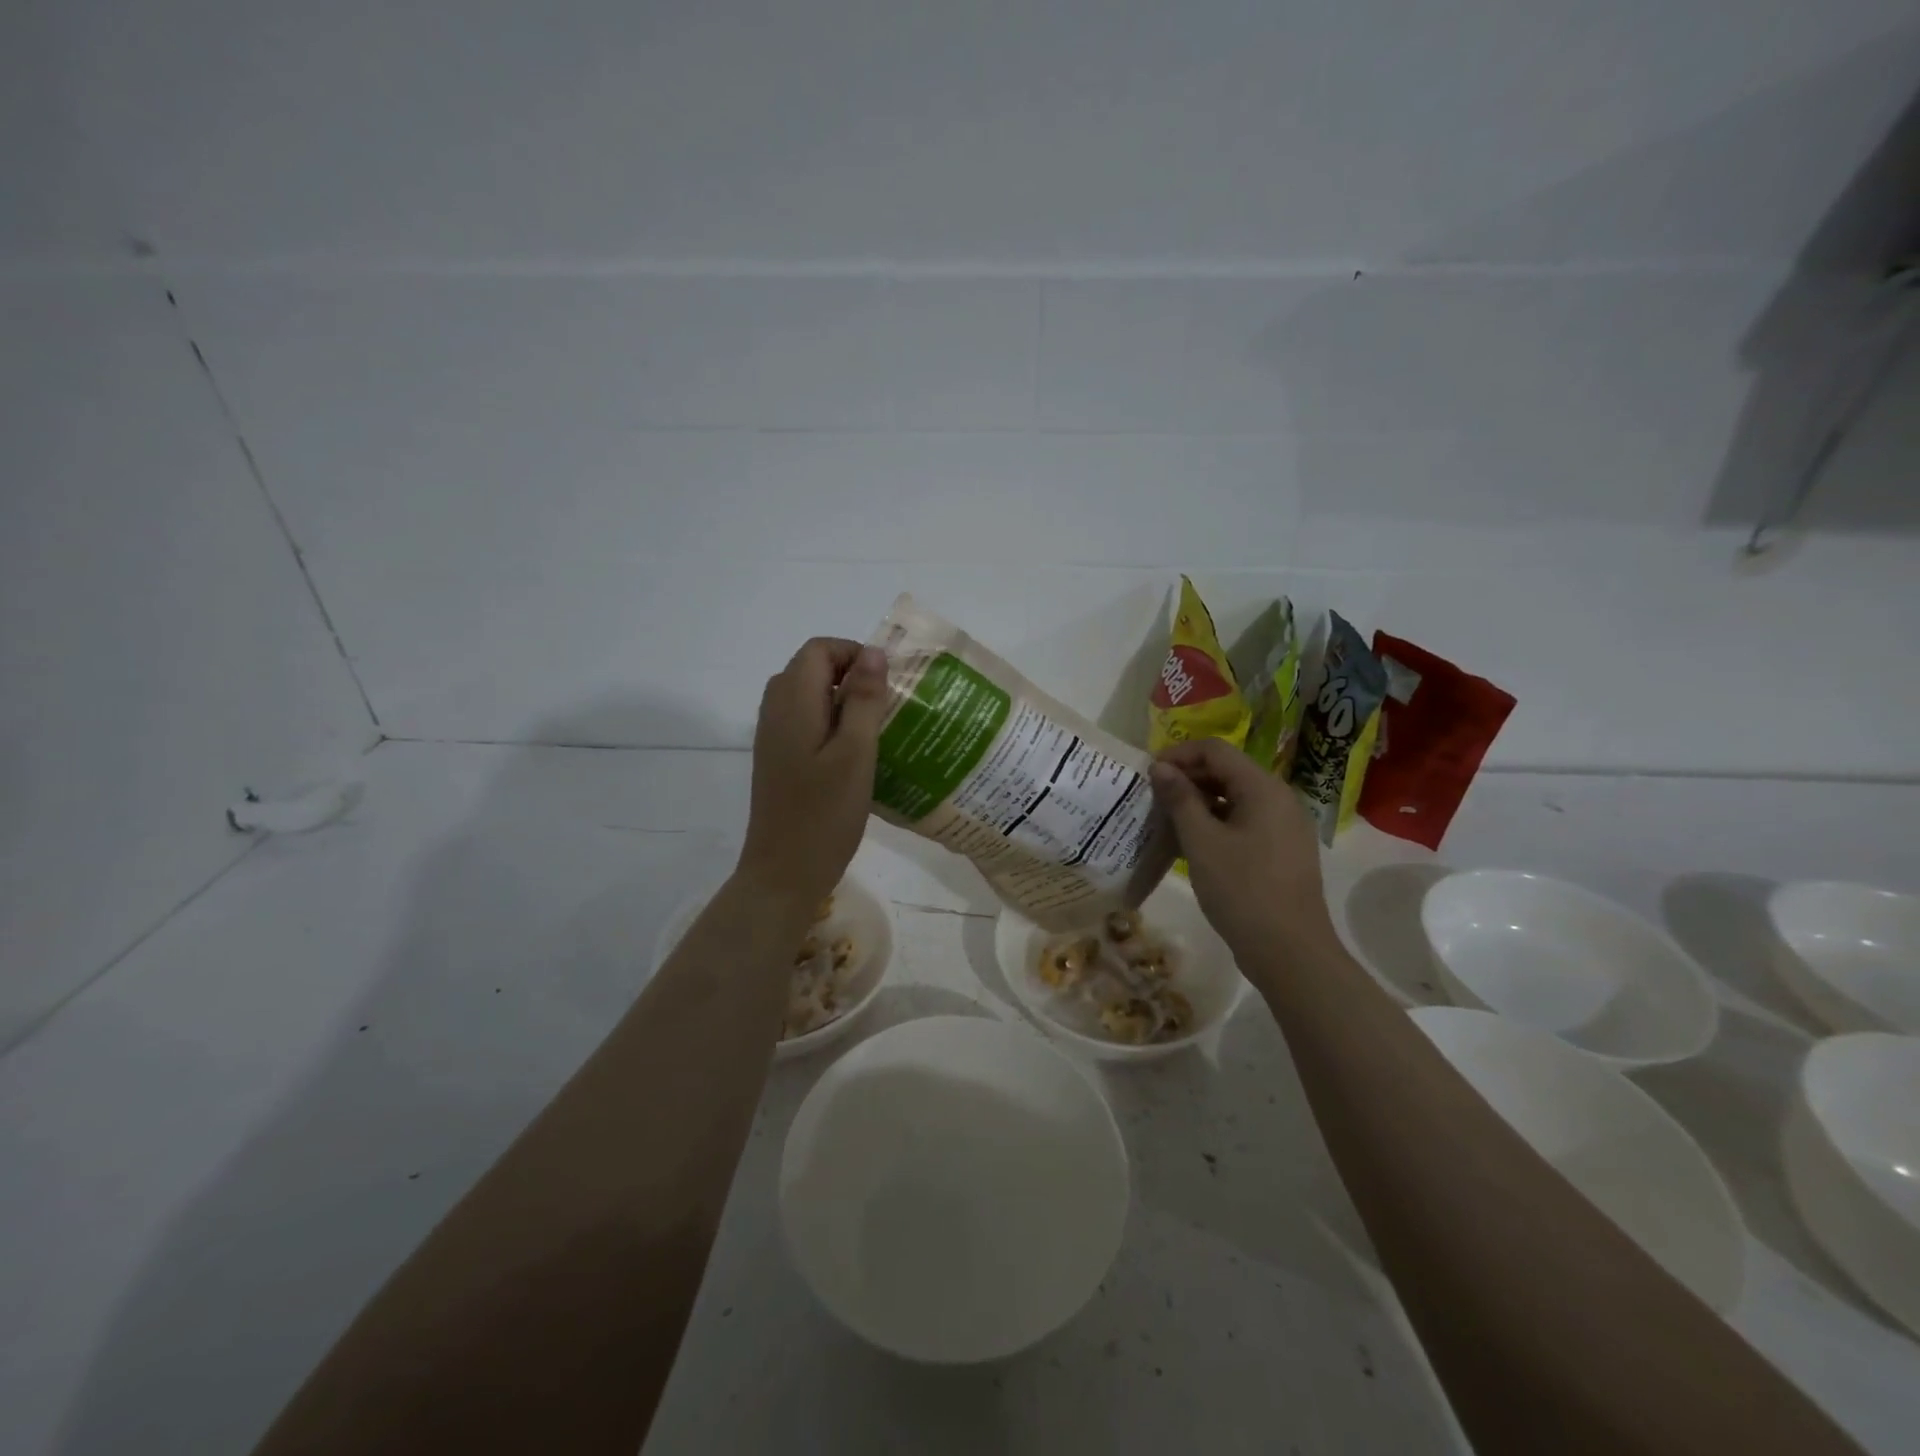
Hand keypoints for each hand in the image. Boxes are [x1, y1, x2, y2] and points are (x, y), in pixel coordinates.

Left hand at [735, 637, 890, 908]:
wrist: (784, 873)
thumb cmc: (825, 814)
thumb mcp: (856, 753)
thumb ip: (865, 700)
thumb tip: (874, 653)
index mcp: (793, 703)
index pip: (819, 649)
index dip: (854, 654)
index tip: (886, 682)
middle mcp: (775, 711)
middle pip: (810, 668)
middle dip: (850, 674)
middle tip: (886, 704)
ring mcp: (773, 737)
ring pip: (807, 695)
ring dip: (842, 700)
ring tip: (877, 726)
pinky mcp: (778, 759)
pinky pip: (804, 721)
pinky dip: (830, 722)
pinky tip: (855, 753)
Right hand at [1149, 738, 1333, 960]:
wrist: (1290, 952)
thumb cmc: (1242, 890)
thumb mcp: (1201, 842)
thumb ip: (1180, 799)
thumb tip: (1160, 767)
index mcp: (1263, 788)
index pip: (1215, 750)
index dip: (1179, 755)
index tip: (1148, 774)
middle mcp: (1279, 799)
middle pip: (1227, 771)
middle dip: (1187, 779)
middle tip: (1152, 799)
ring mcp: (1284, 826)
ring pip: (1234, 798)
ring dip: (1199, 803)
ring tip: (1166, 821)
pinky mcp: (1281, 850)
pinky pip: (1244, 822)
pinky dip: (1216, 823)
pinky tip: (1191, 844)